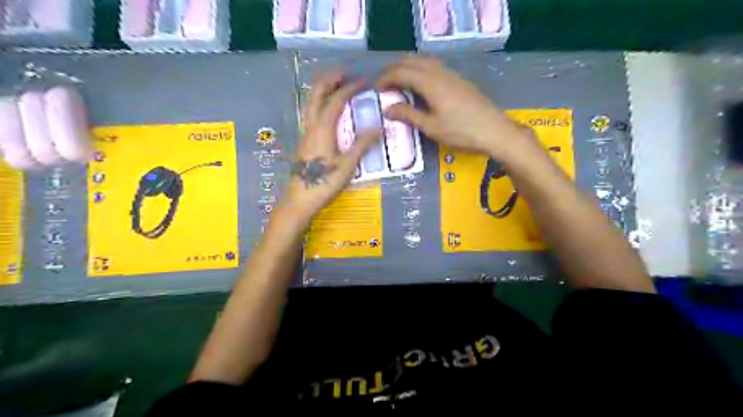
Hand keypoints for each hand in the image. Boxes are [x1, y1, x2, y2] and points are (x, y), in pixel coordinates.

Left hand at [280, 69, 378, 224]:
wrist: (298, 201)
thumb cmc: (323, 184)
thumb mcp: (347, 166)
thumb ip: (362, 145)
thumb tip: (380, 128)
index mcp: (322, 130)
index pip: (335, 101)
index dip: (349, 88)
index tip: (364, 82)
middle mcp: (311, 127)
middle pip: (315, 94)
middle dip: (329, 79)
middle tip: (345, 72)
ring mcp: (305, 134)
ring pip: (310, 103)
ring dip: (323, 90)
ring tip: (338, 84)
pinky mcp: (304, 142)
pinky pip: (311, 114)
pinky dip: (320, 103)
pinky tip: (329, 110)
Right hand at [377, 54, 533, 161]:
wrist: (495, 131)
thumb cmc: (461, 132)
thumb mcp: (431, 127)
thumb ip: (408, 115)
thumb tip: (388, 108)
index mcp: (430, 83)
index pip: (402, 72)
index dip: (386, 78)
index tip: (376, 89)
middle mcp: (440, 73)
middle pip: (412, 61)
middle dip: (395, 69)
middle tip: (385, 84)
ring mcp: (452, 75)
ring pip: (425, 61)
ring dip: (409, 68)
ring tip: (400, 84)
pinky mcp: (460, 81)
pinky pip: (435, 67)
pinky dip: (421, 70)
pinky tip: (421, 86)